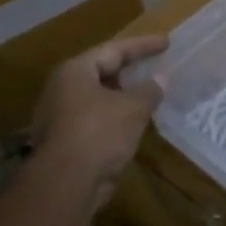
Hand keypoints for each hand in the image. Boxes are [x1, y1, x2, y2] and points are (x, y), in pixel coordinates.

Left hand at [29, 35, 166, 206]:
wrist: (65, 183)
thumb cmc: (99, 133)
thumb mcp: (132, 108)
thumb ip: (149, 90)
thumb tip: (162, 78)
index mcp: (75, 71)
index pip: (113, 50)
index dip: (142, 45)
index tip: (166, 42)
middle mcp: (62, 88)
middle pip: (101, 72)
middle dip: (129, 71)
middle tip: (154, 67)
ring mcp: (59, 116)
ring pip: (98, 99)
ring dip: (123, 98)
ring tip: (148, 96)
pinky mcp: (64, 142)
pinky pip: (95, 121)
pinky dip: (115, 119)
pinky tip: (134, 125)